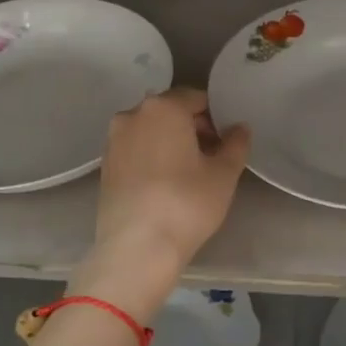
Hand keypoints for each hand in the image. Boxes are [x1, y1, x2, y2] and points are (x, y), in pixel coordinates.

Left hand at [92, 87, 250, 274]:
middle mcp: (133, 115)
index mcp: (164, 107)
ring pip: (151, 131)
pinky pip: (136, 150)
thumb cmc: (186, 203)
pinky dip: (152, 157)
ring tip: (189, 173)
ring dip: (171, 142)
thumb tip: (239, 128)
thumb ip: (236, 144)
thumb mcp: (224, 174)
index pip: (196, 98)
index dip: (216, 117)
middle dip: (193, 127)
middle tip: (212, 157)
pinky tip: (165, 184)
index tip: (226, 142)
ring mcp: (114, 140)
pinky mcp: (105, 166)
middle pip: (171, 111)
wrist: (136, 248)